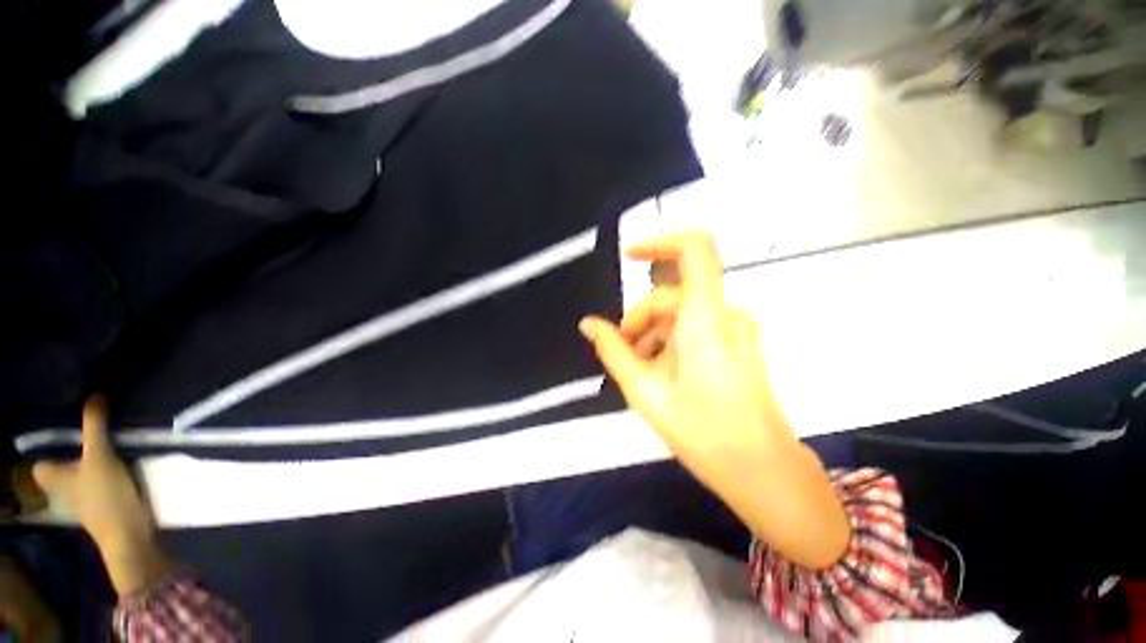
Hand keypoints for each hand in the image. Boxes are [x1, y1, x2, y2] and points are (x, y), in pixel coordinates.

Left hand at [32, 396, 170, 594]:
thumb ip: (96, 427)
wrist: (130, 535)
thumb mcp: (100, 457)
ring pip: (81, 479)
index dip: (47, 453)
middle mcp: (65, 490)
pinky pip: (99, 486)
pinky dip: (106, 477)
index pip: (41, 466)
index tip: (61, 439)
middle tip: (87, 438)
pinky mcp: (106, 506)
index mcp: (54, 479)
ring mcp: (86, 501)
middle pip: (61, 471)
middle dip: (71, 458)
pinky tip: (122, 469)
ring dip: (91, 466)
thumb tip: (95, 394)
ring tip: (108, 448)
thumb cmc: (105, 496)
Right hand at [579, 232, 849, 568]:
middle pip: (671, 296)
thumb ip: (613, 350)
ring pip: (681, 314)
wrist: (761, 469)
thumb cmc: (702, 431)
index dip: (660, 242)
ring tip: (640, 371)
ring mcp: (735, 328)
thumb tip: (588, 324)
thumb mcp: (645, 389)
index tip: (628, 256)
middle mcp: (725, 314)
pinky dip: (671, 340)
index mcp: (705, 318)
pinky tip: (662, 372)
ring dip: (653, 334)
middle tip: (622, 355)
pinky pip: (696, 326)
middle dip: (639, 320)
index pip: (694, 249)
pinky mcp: (737, 342)